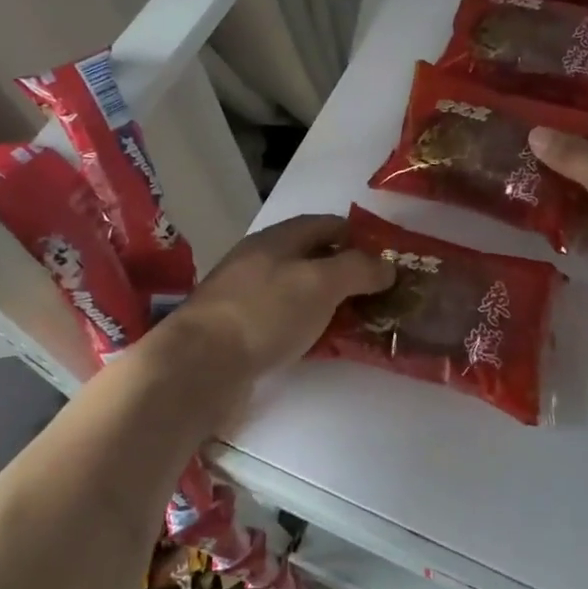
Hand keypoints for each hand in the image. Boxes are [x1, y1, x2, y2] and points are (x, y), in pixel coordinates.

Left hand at [163, 214, 392, 382]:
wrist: (199, 364)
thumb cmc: (265, 312)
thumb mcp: (321, 282)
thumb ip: (358, 269)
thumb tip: (387, 266)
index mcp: (278, 238)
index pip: (327, 224)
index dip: (359, 237)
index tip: (388, 259)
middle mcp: (260, 260)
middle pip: (313, 258)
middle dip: (347, 273)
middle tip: (381, 296)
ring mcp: (246, 295)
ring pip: (299, 291)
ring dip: (329, 303)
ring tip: (360, 323)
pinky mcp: (239, 330)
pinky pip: (284, 320)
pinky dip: (307, 327)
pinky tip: (322, 344)